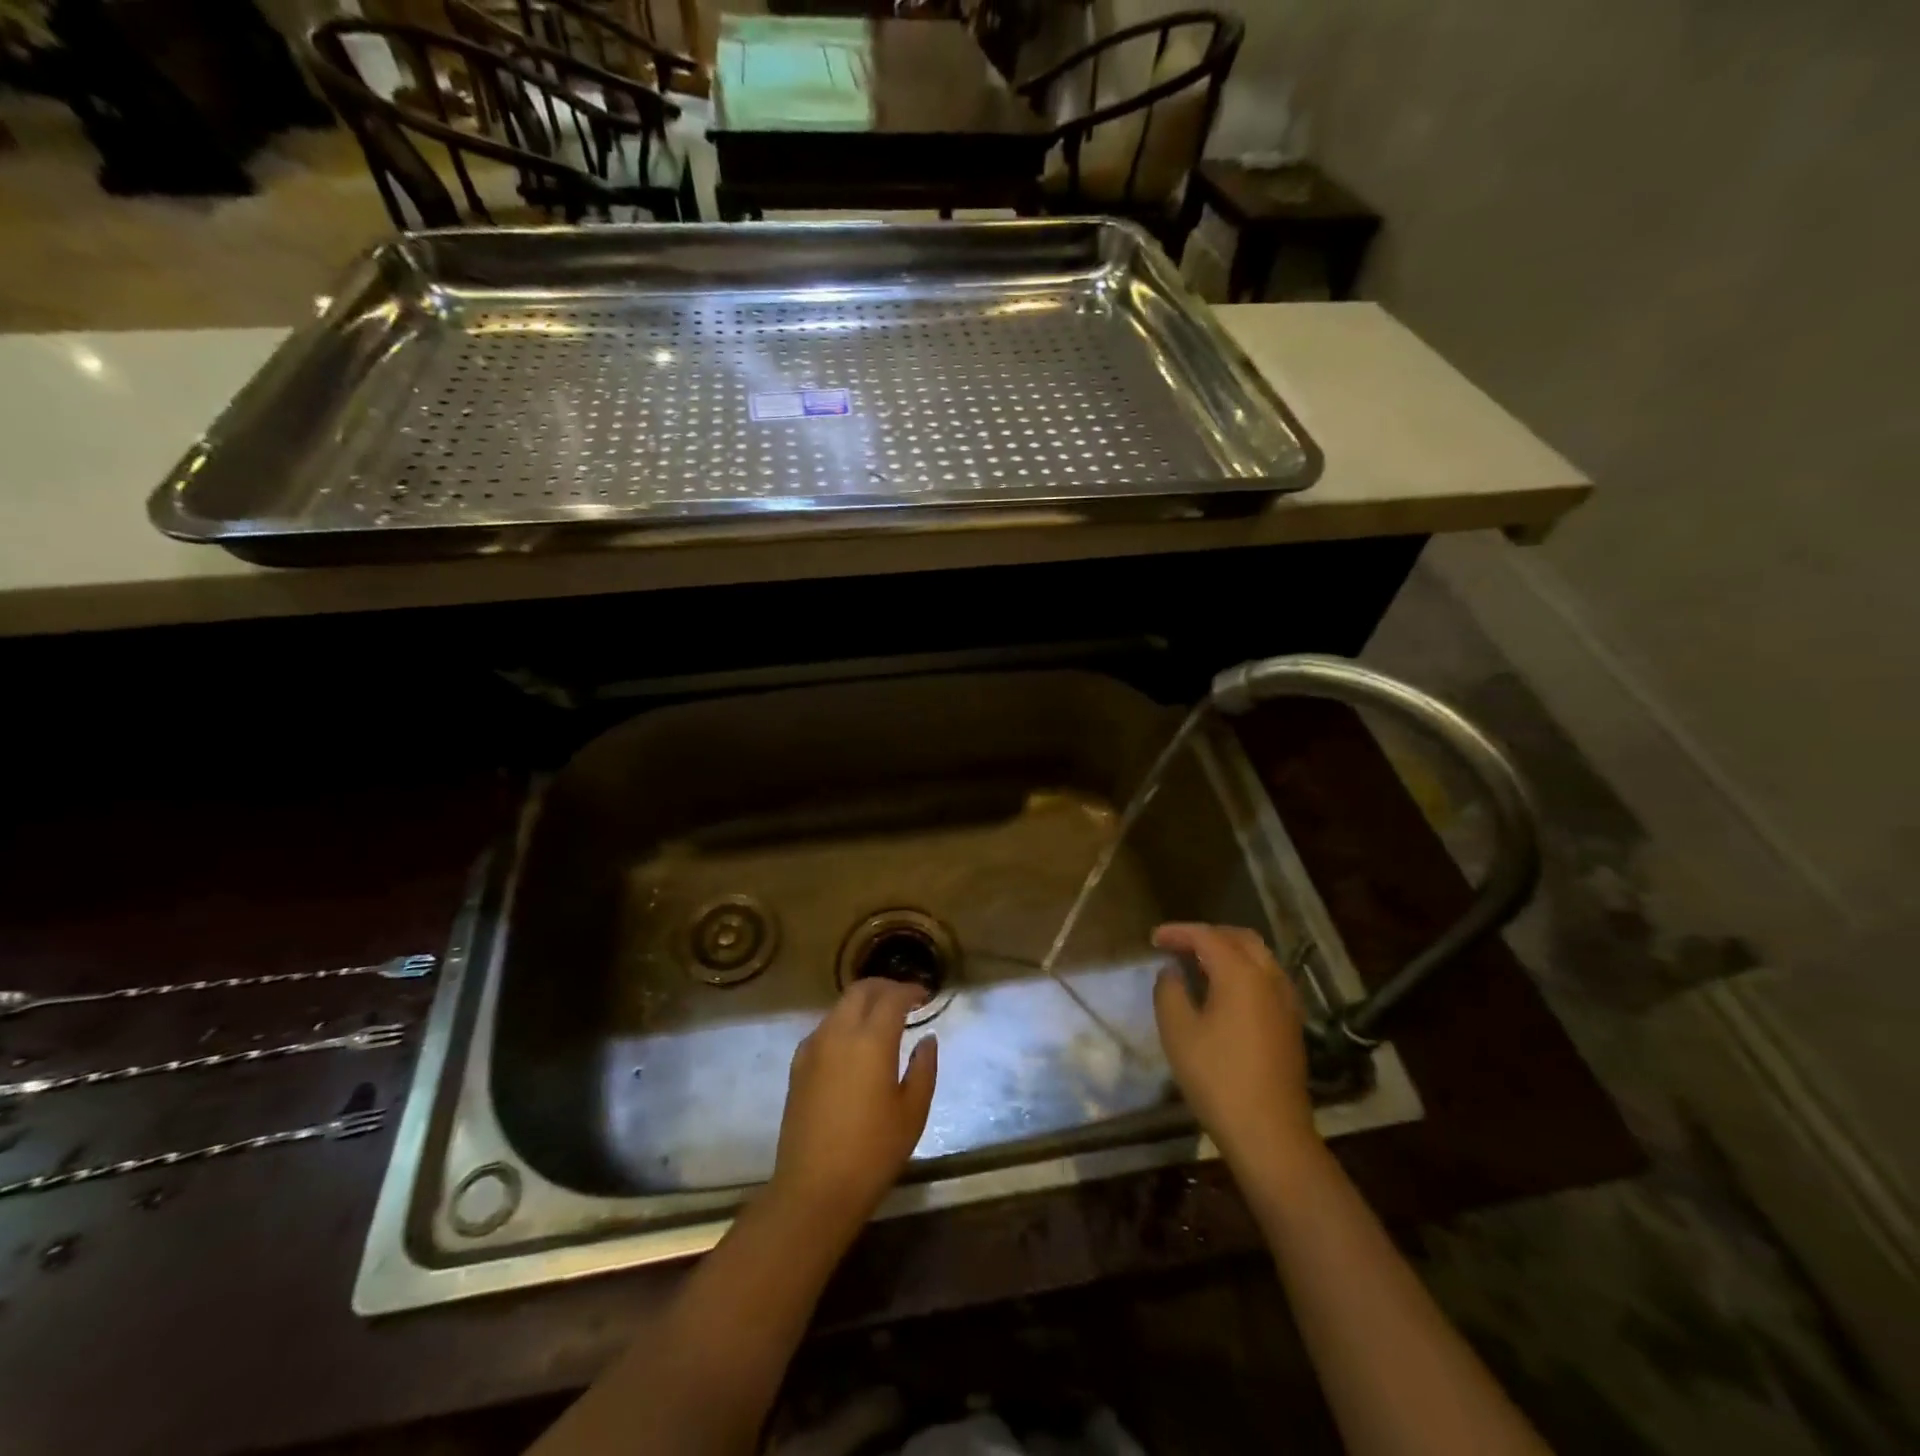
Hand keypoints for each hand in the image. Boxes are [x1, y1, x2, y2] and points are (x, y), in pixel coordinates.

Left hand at [769, 979, 937, 1237]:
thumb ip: (924, 1068)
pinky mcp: (798, 1065)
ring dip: (862, 1003)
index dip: (910, 990)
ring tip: (881, 1020)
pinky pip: (824, 1028)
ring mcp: (813, 1047)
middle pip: (861, 991)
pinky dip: (843, 1023)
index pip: (892, 997)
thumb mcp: (912, 1112)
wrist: (814, 1189)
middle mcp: (839, 1033)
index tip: (925, 996)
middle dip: (884, 987)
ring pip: (840, 1007)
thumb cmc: (872, 1152)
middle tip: (904, 999)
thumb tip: (926, 1039)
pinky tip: (853, 1045)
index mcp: (871, 1040)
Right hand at [1152, 923, 1319, 1174]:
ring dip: (1228, 951)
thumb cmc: (1217, 1078)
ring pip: (1258, 957)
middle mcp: (1269, 978)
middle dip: (1207, 935)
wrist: (1270, 1133)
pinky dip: (1244, 970)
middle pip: (1239, 938)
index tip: (1154, 938)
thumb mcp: (1178, 1031)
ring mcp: (1286, 1001)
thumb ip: (1169, 991)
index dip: (1178, 932)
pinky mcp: (1291, 1023)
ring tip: (1199, 964)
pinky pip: (1267, 978)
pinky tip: (1226, 991)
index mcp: (1240, 973)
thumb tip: (1172, 972)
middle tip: (1178, 945)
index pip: (1206, 936)